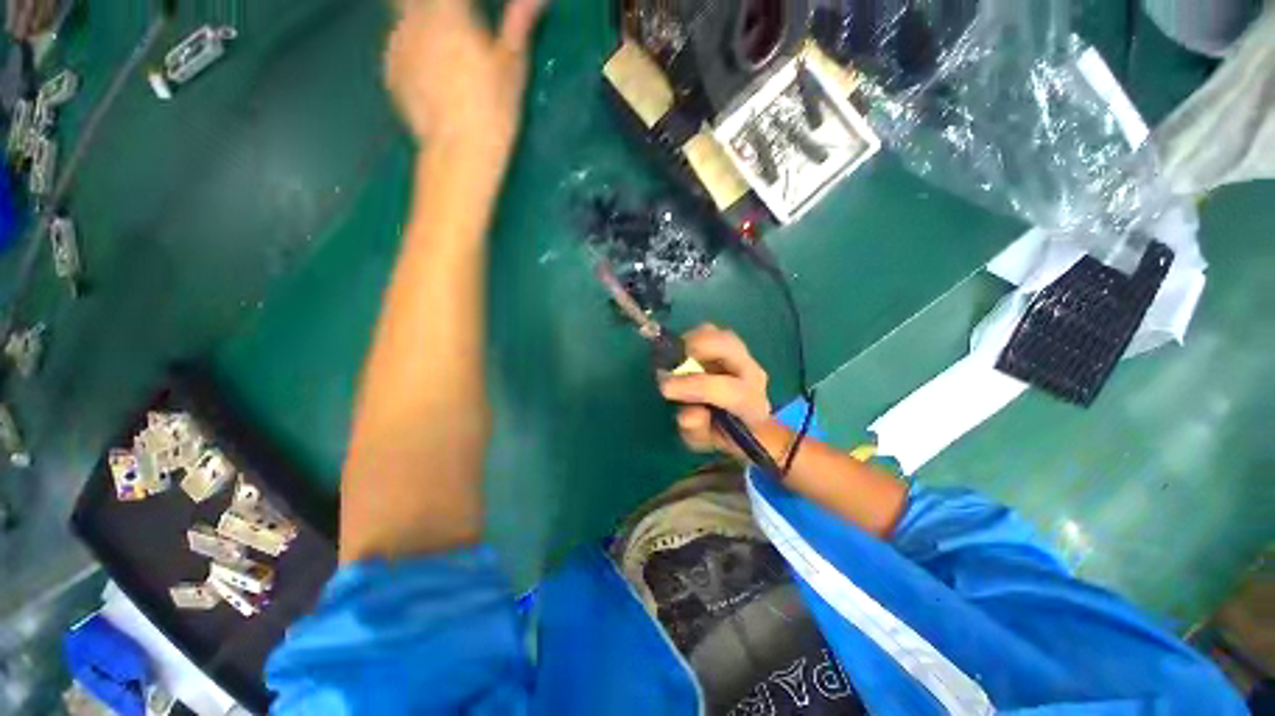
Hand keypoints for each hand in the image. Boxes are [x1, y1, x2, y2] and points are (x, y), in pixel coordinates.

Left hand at [385, 0, 544, 159]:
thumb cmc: (493, 111)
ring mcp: (397, 45)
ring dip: (423, 28)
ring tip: (447, 60)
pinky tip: (433, 81)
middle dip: (441, 14)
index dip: (464, 7)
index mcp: (448, 12)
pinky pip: (400, 49)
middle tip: (459, 34)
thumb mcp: (513, 68)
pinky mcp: (390, 72)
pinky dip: (414, 55)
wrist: (459, 154)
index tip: (474, 18)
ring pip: (405, 19)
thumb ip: (518, 24)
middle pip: (415, 1)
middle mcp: (414, 20)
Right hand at [659, 325, 772, 455]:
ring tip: (675, 356)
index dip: (694, 385)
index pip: (727, 389)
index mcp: (749, 403)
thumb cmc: (724, 433)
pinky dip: (694, 337)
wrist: (749, 423)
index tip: (665, 387)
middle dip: (698, 347)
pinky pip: (713, 333)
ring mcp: (744, 357)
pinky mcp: (733, 347)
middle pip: (730, 346)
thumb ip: (696, 429)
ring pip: (720, 335)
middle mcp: (751, 373)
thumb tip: (687, 413)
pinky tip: (683, 353)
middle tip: (671, 360)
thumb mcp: (706, 440)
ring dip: (694, 340)